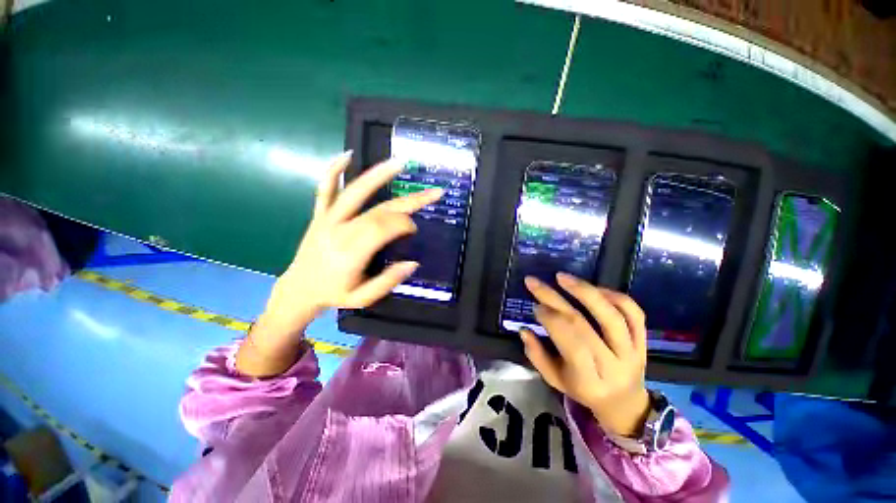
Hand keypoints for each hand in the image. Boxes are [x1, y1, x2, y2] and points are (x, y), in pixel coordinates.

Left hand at [236, 151, 442, 376]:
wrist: (299, 290)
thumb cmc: (335, 294)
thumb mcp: (364, 298)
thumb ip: (388, 281)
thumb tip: (414, 263)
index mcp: (351, 253)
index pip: (384, 228)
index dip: (404, 224)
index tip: (414, 229)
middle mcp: (339, 232)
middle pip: (379, 210)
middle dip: (409, 202)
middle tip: (433, 193)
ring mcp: (327, 220)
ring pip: (355, 192)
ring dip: (378, 175)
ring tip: (399, 162)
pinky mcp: (319, 215)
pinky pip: (325, 189)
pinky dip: (334, 170)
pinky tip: (348, 155)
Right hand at [520, 273, 649, 437]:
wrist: (625, 402)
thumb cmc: (583, 390)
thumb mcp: (555, 380)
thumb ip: (537, 356)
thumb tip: (523, 330)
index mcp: (589, 379)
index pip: (571, 344)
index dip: (551, 321)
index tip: (535, 306)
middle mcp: (613, 364)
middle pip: (584, 325)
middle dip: (554, 299)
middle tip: (534, 283)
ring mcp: (632, 351)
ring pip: (612, 316)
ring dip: (584, 291)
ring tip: (561, 277)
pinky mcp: (643, 340)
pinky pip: (633, 313)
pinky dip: (614, 296)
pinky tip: (593, 288)